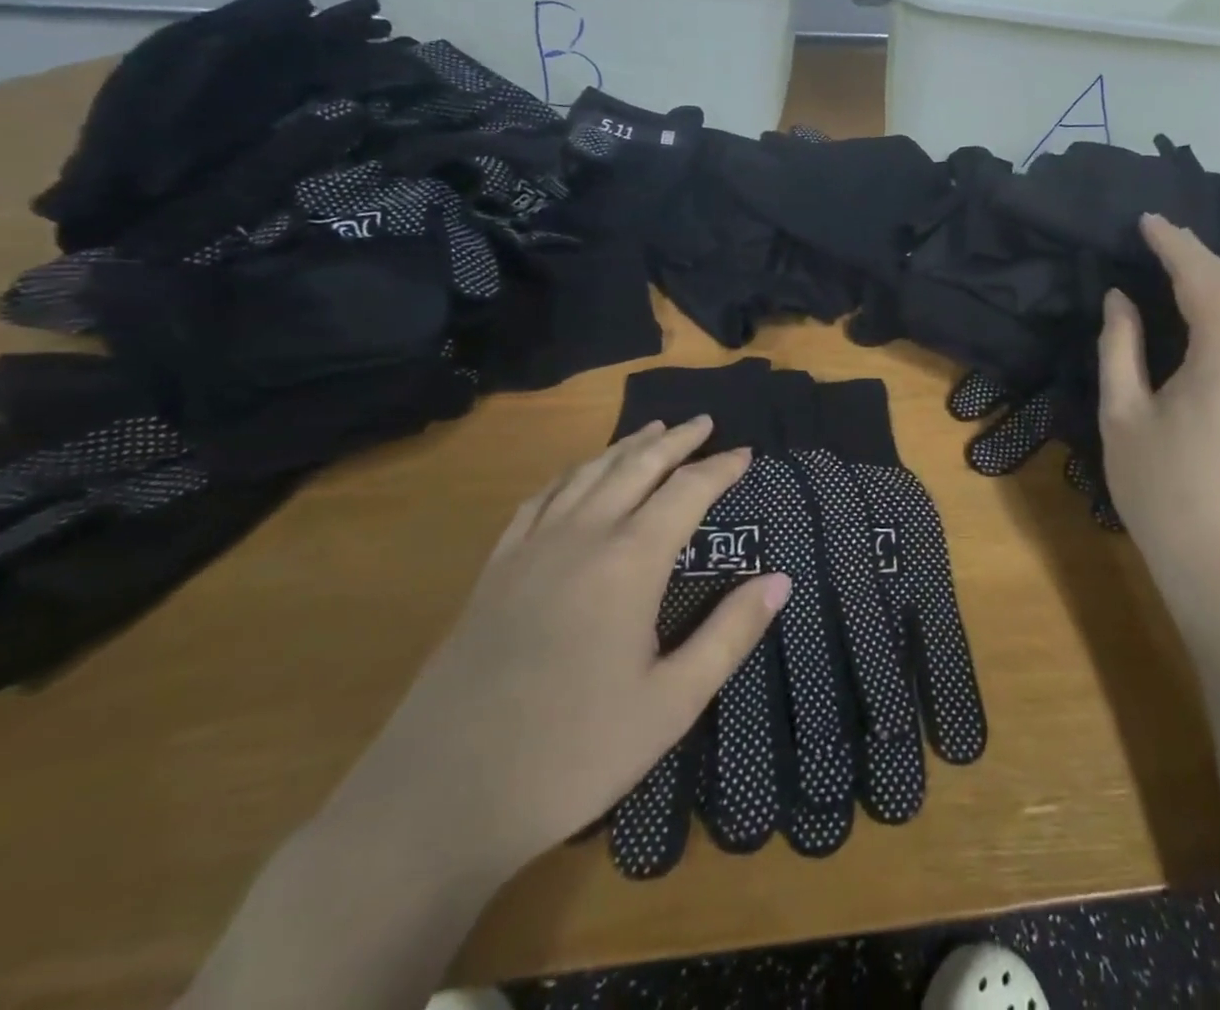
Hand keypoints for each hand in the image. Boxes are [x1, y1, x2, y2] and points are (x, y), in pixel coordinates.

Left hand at [329, 417, 790, 879]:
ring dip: (625, 447)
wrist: (439, 797)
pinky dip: (570, 474)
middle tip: (703, 422)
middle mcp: (582, 536)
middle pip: (636, 467)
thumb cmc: (572, 753)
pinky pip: (539, 499)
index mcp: (629, 562)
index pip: (686, 491)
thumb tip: (781, 579)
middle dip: (674, 440)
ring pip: (587, 474)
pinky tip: (576, 476)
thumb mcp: (671, 704)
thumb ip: (730, 634)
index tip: (746, 453)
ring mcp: (531, 549)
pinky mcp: (495, 570)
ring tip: (651, 430)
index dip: (720, 468)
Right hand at [1097, 214, 1219, 642]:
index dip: (1172, 243)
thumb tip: (1119, 298)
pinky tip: (1203, 308)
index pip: (1201, 275)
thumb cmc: (1161, 488)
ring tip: (1174, 261)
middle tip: (1156, 234)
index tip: (1144, 219)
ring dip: (1213, 277)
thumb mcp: (1123, 412)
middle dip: (1195, 253)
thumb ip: (1120, 345)